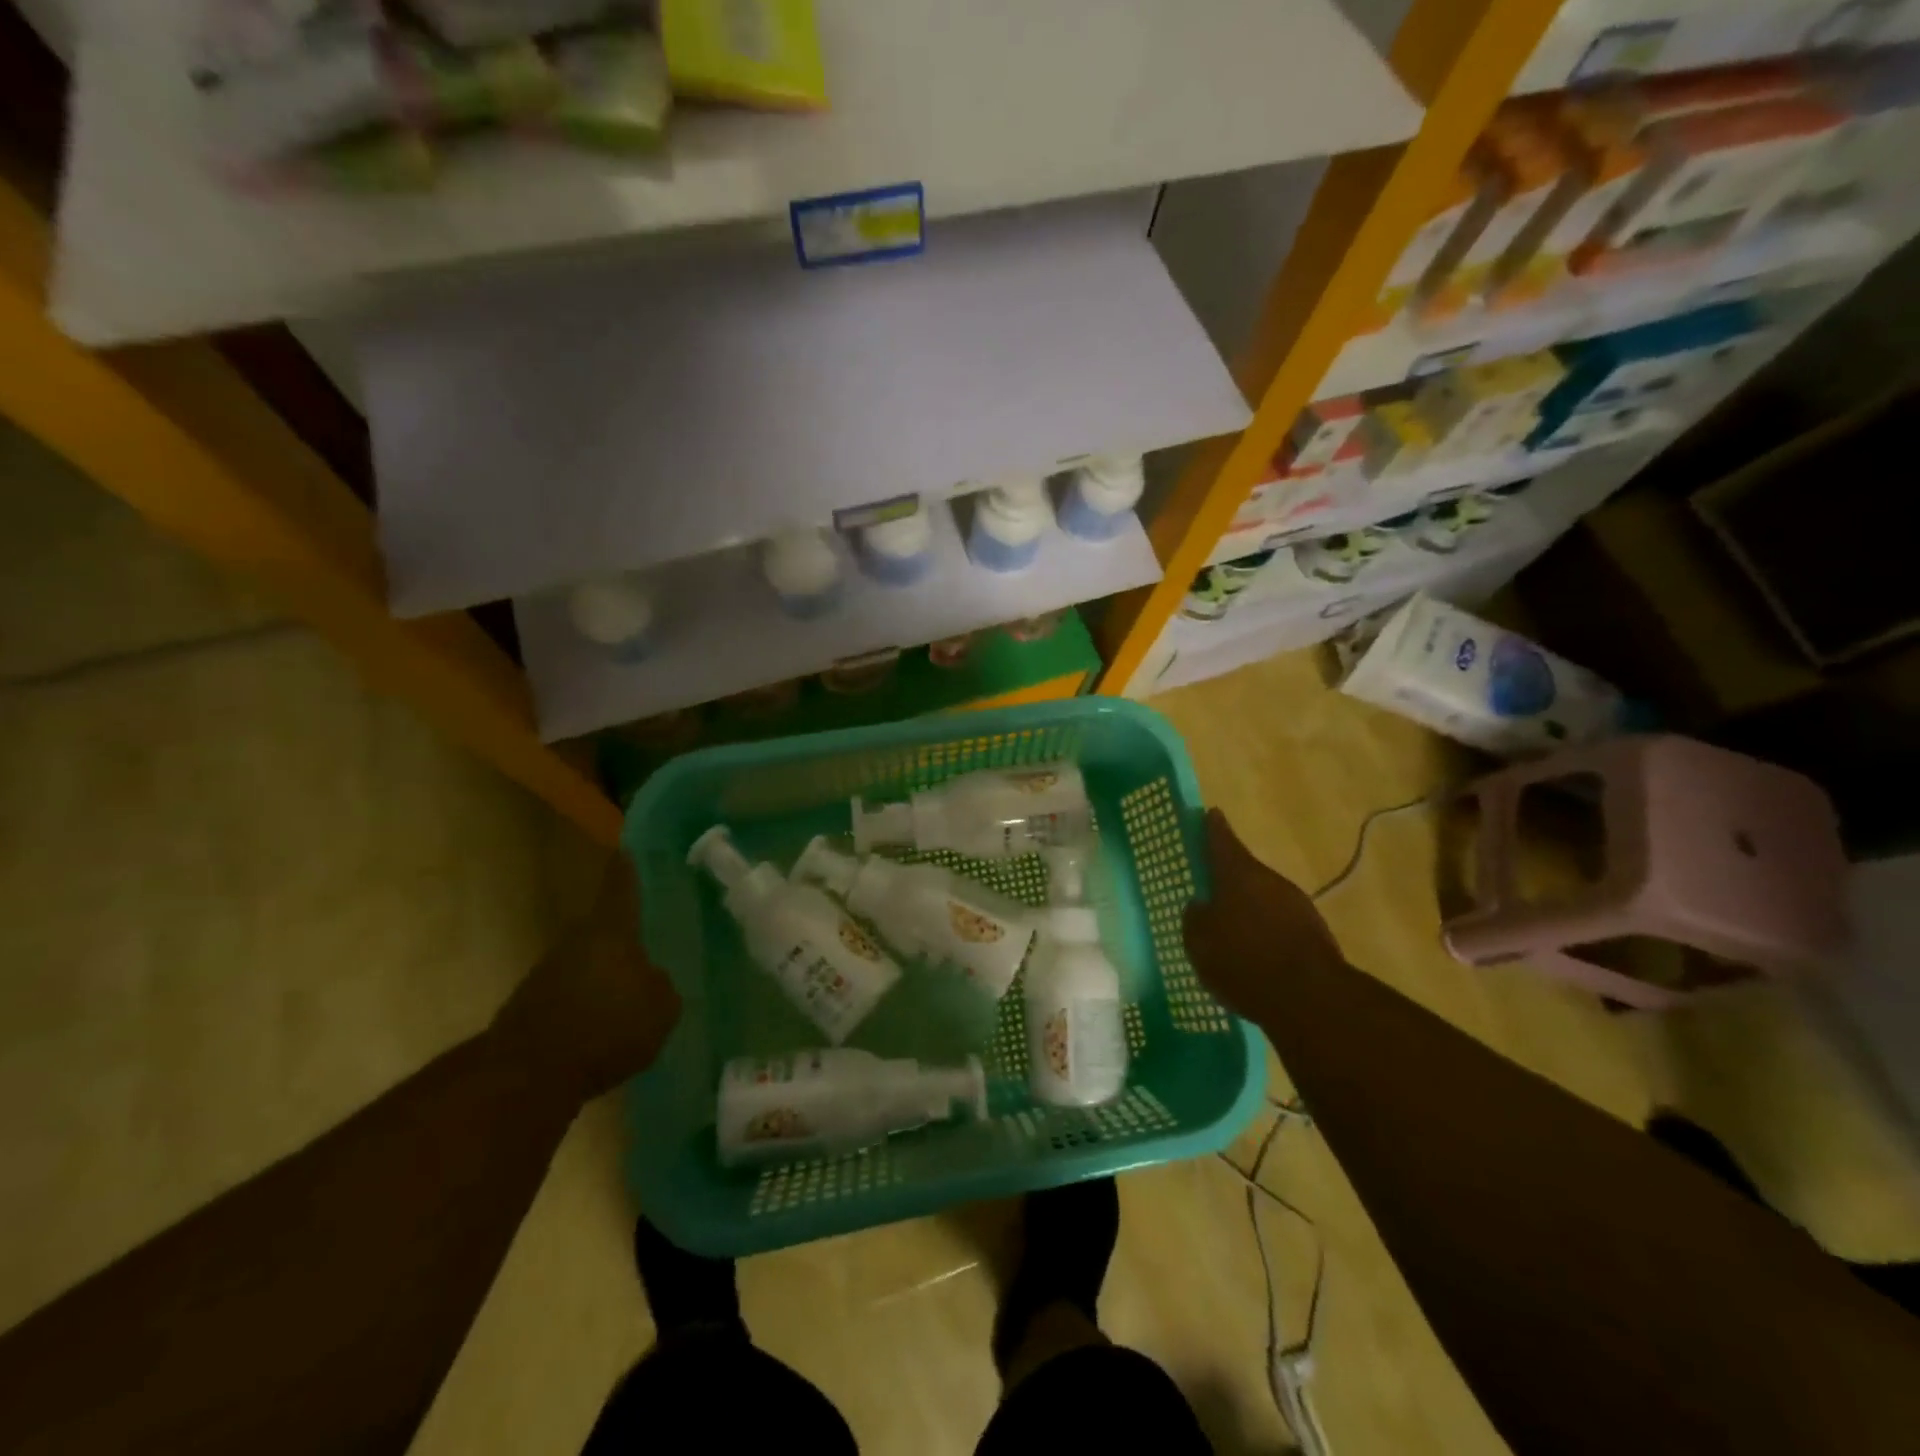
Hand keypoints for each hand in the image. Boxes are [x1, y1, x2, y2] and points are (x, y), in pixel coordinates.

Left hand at [493, 854, 681, 1101]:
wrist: (527, 1076)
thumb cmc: (606, 1028)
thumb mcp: (660, 1009)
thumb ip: (661, 987)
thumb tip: (651, 979)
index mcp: (611, 931)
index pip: (621, 888)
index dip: (626, 870)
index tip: (626, 850)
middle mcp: (576, 942)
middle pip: (602, 929)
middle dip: (622, 938)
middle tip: (647, 947)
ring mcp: (547, 974)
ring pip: (585, 963)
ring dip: (604, 976)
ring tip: (629, 997)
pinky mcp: (531, 1007)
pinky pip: (570, 995)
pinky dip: (587, 1006)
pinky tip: (603, 1029)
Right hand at [1184, 809, 1345, 1023]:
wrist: (1311, 999)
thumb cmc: (1243, 961)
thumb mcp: (1200, 943)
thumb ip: (1194, 919)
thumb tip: (1200, 905)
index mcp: (1237, 873)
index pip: (1221, 839)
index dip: (1212, 827)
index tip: (1208, 814)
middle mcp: (1269, 880)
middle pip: (1244, 870)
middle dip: (1228, 877)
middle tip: (1211, 889)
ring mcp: (1297, 904)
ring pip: (1264, 897)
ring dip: (1249, 907)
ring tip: (1232, 929)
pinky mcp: (1315, 932)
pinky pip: (1280, 922)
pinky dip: (1267, 930)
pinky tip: (1256, 952)